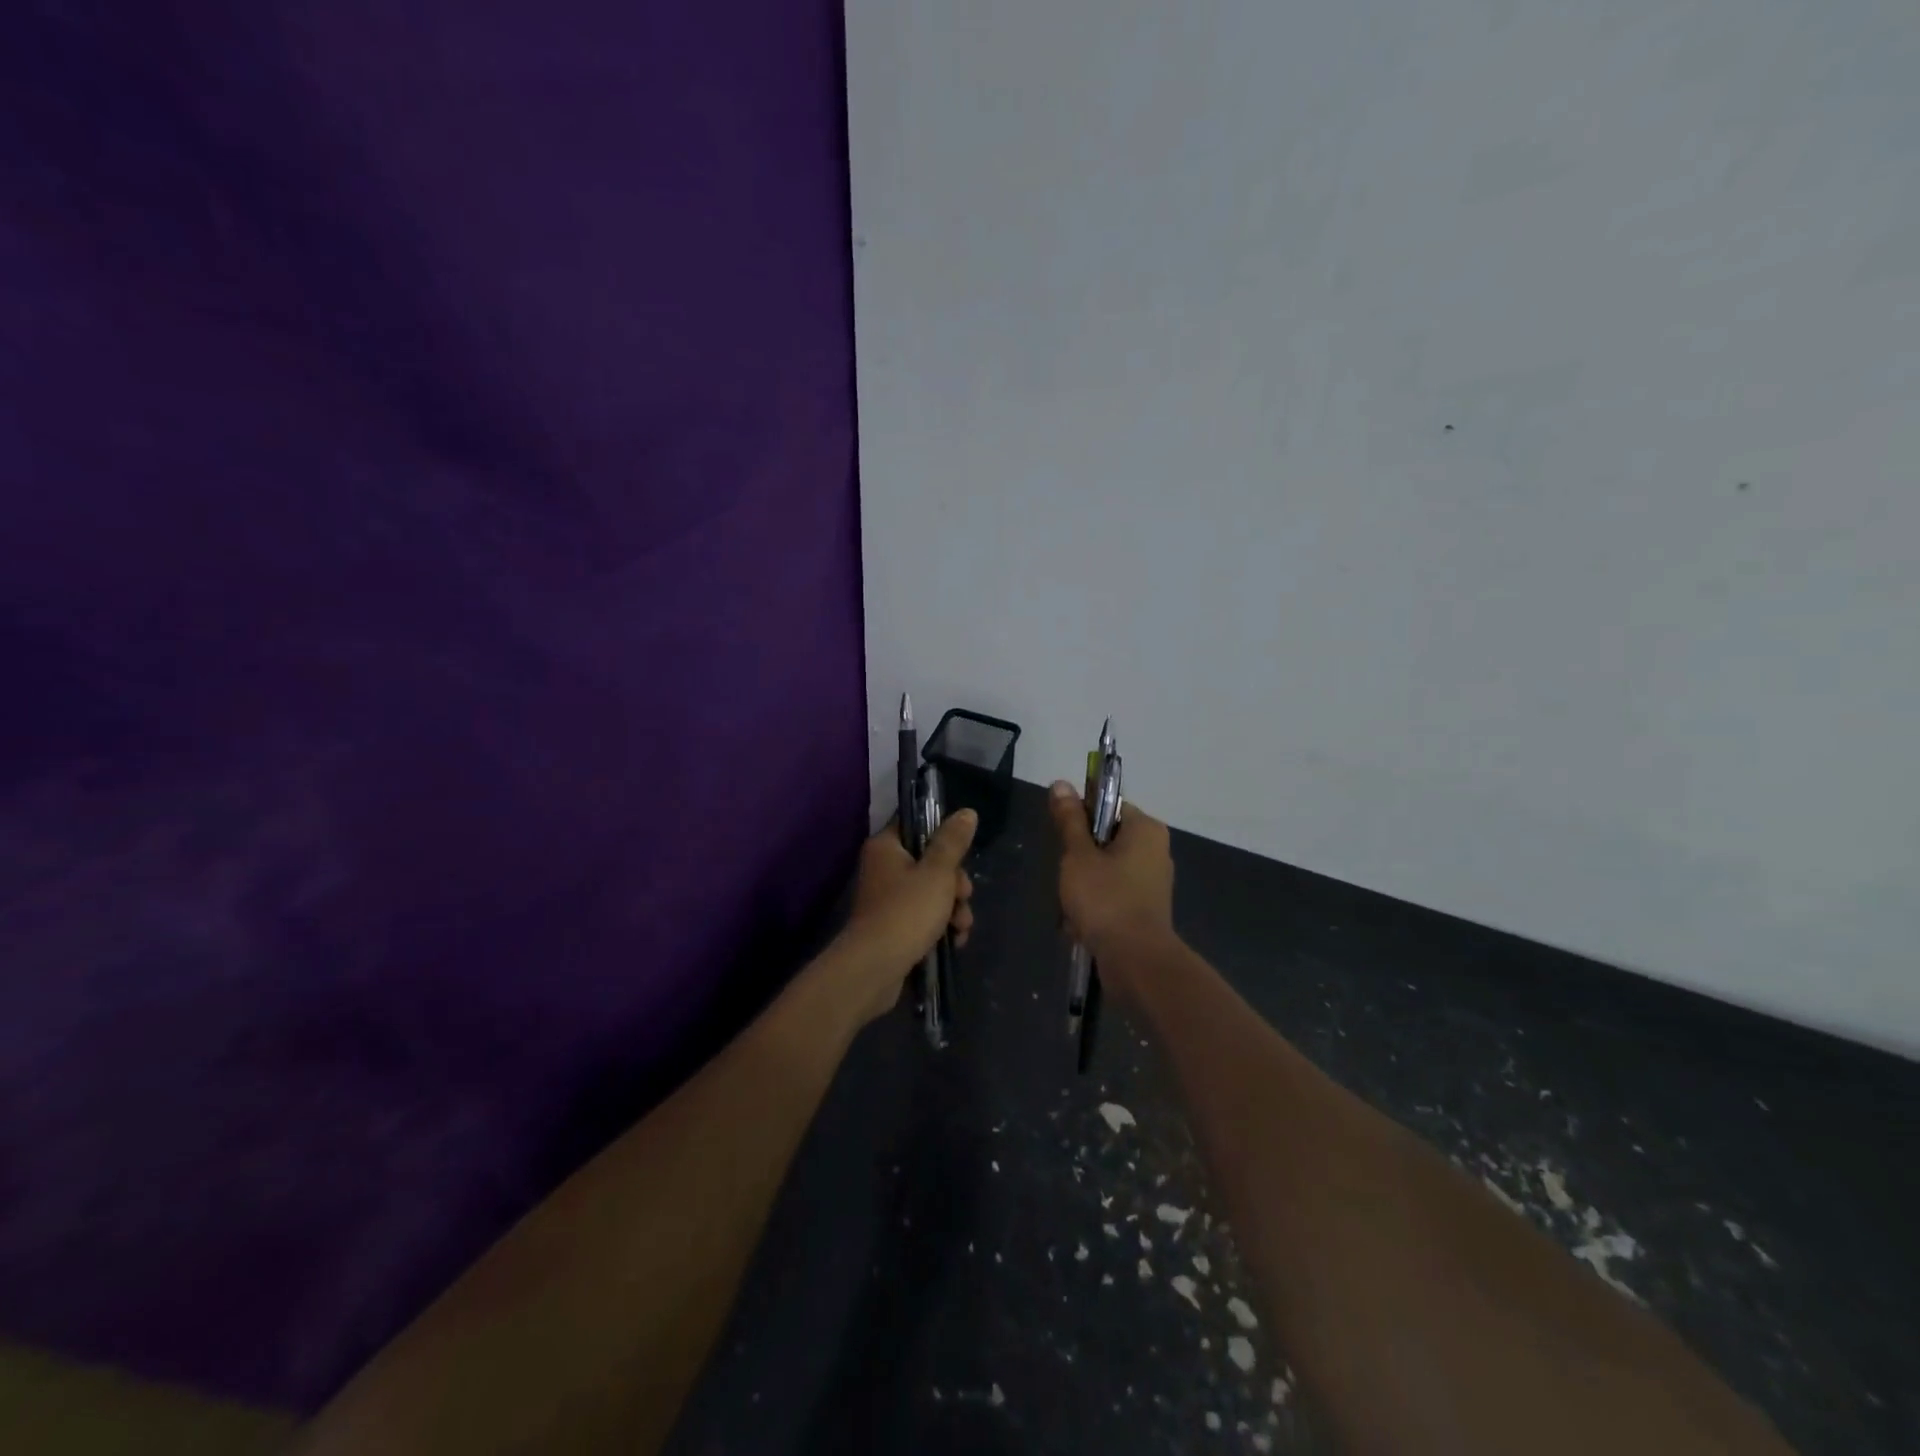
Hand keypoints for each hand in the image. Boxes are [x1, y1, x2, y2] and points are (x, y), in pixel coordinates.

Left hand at [837, 811, 977, 1023]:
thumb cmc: (906, 912)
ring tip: (961, 927)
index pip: (918, 827)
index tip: (961, 857)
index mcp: (886, 847)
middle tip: (963, 897)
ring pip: (932, 893)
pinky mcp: (893, 927)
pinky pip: (924, 917)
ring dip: (953, 908)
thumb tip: (967, 812)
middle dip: (955, 884)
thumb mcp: (937, 873)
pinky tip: (955, 940)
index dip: (945, 840)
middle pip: (930, 863)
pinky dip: (940, 926)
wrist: (875, 969)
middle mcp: (883, 868)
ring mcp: (887, 900)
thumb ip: (953, 842)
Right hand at [1049, 780, 1174, 976]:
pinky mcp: (1146, 909)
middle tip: (1067, 877)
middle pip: (1104, 840)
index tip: (1063, 840)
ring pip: (1105, 871)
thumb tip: (1061, 783)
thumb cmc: (1106, 899)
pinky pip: (1113, 896)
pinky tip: (1079, 925)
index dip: (1080, 819)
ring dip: (1082, 887)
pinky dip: (1095, 907)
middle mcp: (1155, 850)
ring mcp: (1152, 882)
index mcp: (1145, 828)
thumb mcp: (1078, 855)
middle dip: (1079, 860)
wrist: (1136, 961)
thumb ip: (1069, 820)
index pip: (1107, 807)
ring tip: (1071, 907)